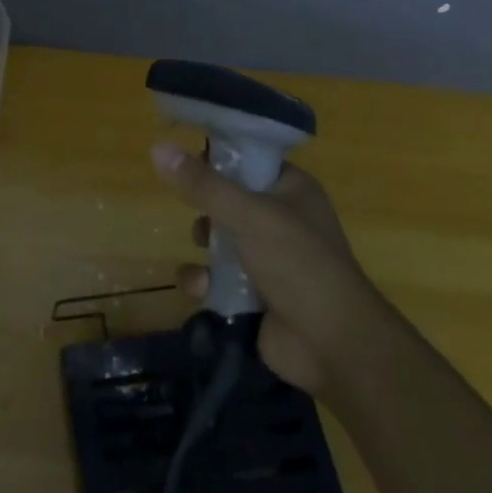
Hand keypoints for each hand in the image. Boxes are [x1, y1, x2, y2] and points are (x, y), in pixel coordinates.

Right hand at [152, 142, 370, 393]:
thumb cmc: (298, 263)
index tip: (186, 166)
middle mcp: (281, 219)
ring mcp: (268, 259)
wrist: (332, 344)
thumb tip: (158, 148)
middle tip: (203, 220)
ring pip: (217, 241)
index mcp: (291, 189)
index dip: (217, 160)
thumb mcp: (249, 215)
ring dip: (203, 250)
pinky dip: (205, 283)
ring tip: (204, 258)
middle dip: (206, 212)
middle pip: (226, 202)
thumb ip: (203, 185)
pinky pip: (216, 278)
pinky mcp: (253, 294)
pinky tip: (203, 290)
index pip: (247, 160)